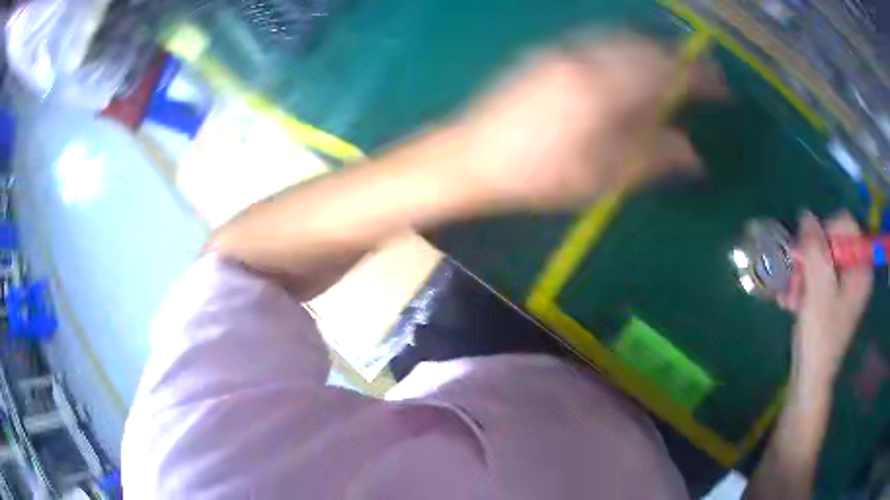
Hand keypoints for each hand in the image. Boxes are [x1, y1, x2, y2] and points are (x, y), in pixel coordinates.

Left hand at [456, 34, 727, 208]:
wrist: (472, 155)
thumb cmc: (537, 177)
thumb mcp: (601, 178)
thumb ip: (653, 160)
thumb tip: (694, 154)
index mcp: (603, 90)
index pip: (667, 72)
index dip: (700, 78)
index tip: (723, 88)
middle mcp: (586, 58)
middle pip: (648, 48)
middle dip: (682, 62)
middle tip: (704, 82)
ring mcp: (565, 50)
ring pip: (625, 39)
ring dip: (657, 53)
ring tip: (676, 76)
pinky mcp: (551, 52)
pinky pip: (602, 41)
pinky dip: (629, 50)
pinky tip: (635, 69)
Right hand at [780, 212, 873, 379]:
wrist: (810, 379)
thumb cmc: (820, 336)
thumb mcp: (818, 288)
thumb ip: (814, 248)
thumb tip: (806, 215)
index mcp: (860, 267)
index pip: (846, 225)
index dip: (826, 232)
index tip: (810, 254)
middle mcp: (855, 272)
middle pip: (831, 242)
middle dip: (809, 258)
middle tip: (795, 277)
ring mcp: (844, 286)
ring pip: (821, 260)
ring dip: (802, 274)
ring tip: (790, 296)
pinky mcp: (832, 298)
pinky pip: (818, 277)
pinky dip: (803, 285)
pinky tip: (791, 301)